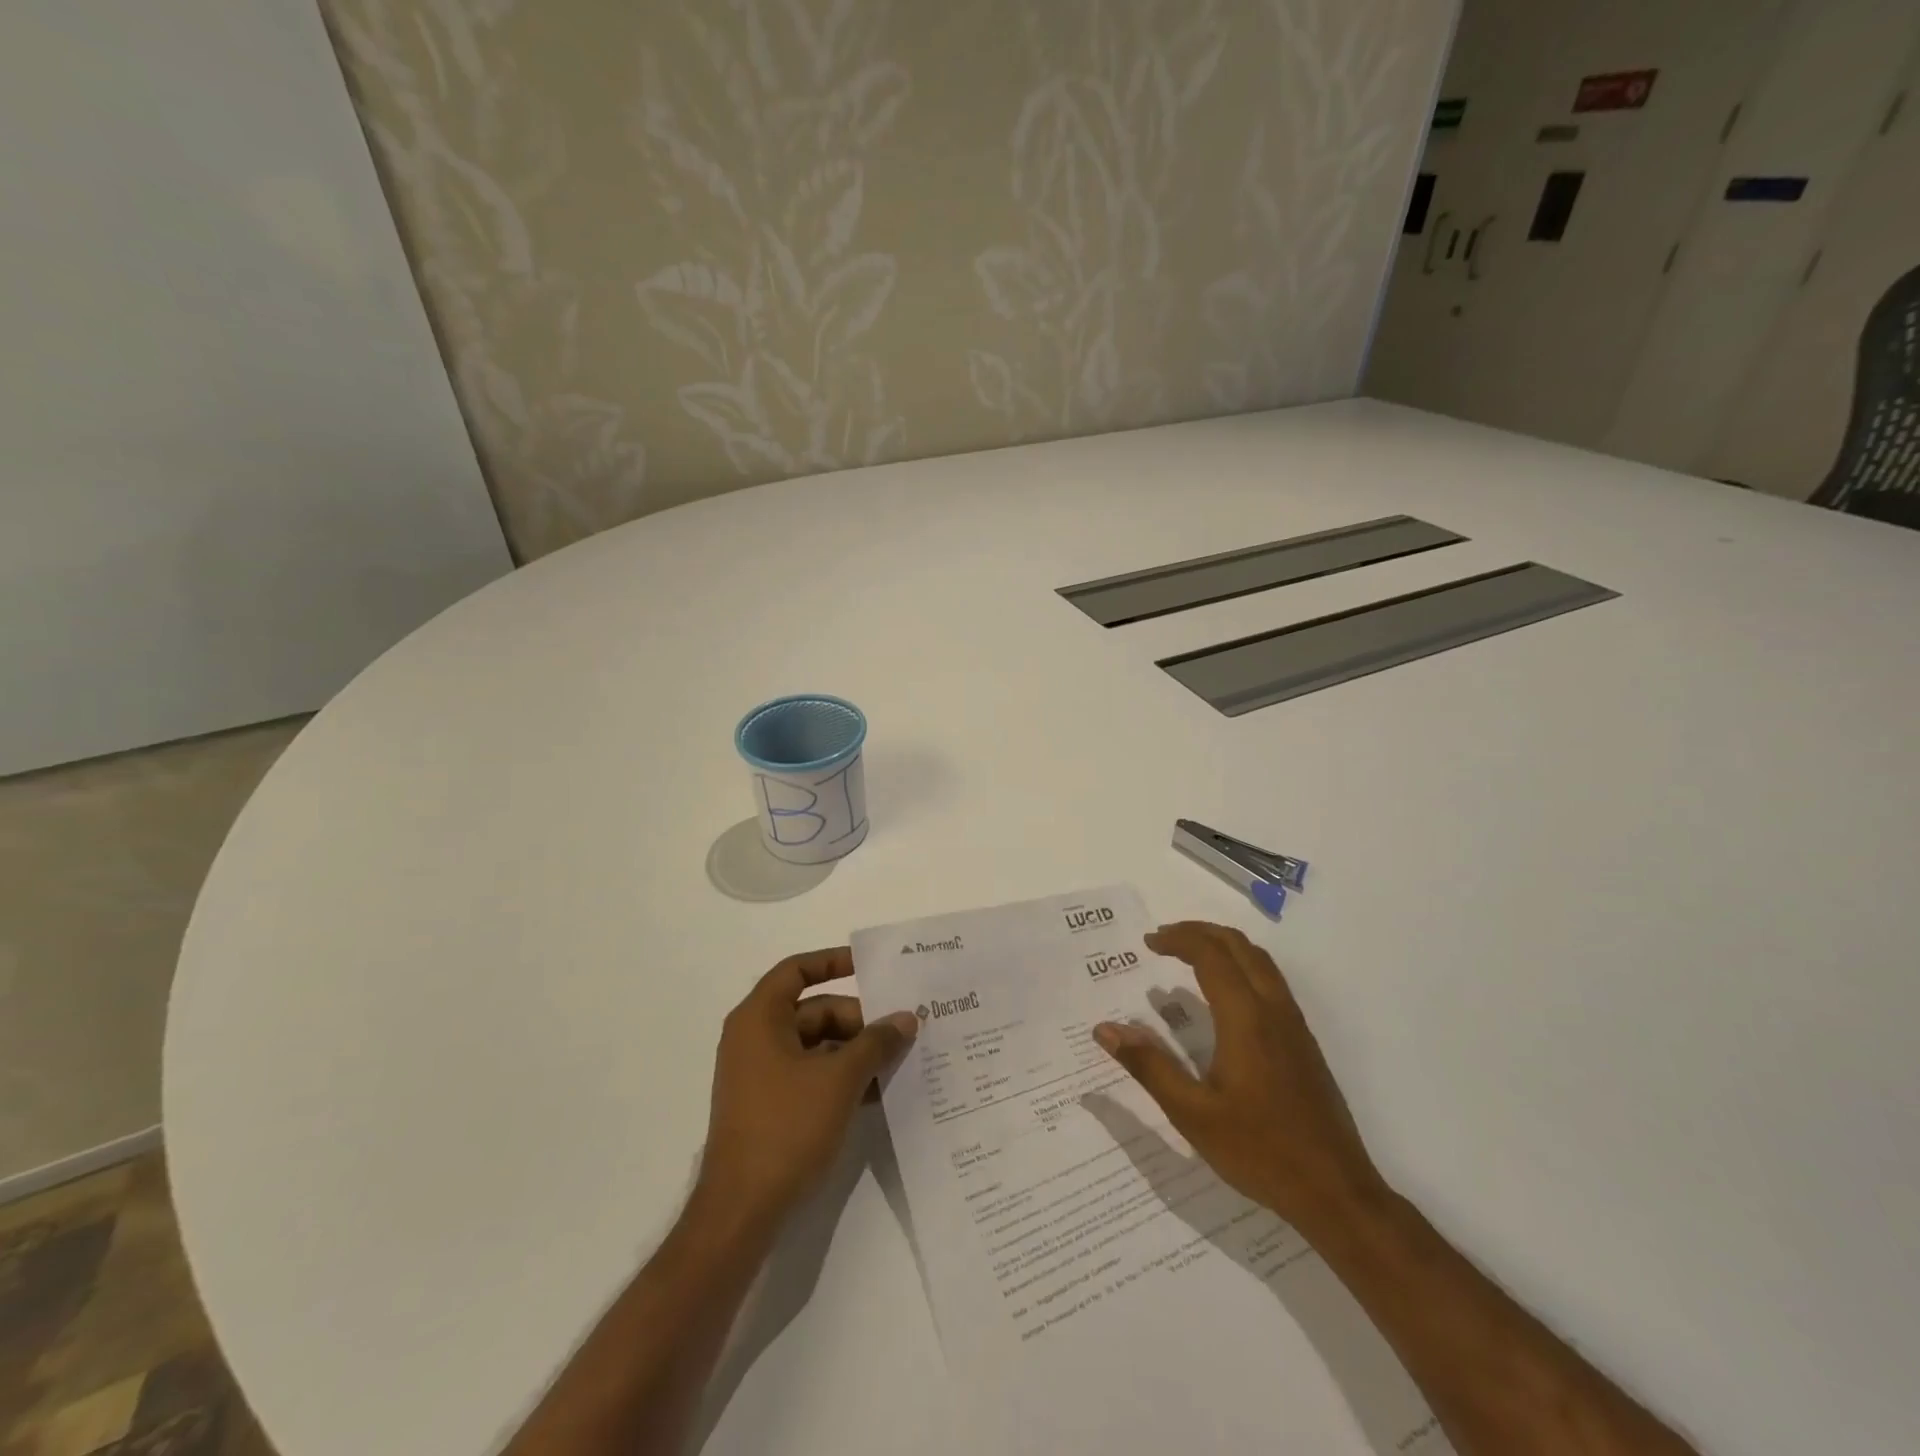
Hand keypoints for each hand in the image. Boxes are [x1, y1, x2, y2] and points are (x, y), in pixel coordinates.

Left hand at [699, 948, 917, 1220]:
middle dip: (858, 1021)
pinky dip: (840, 1078)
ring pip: (816, 1046)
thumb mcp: (840, 1079)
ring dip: (854, 1052)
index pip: (797, 970)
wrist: (741, 1212)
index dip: (833, 962)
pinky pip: (810, 1075)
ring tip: (897, 1064)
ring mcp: (759, 1075)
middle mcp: (755, 1038)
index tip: (871, 968)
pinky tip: (876, 1094)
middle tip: (901, 1033)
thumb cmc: (786, 1128)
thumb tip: (907, 1018)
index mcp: (759, 1019)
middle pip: (814, 1011)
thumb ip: (876, 1043)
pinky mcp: (768, 1107)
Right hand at [1094, 921, 1384, 1231]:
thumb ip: (1148, 1065)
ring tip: (1190, 956)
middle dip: (1199, 932)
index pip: (1209, 954)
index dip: (1177, 939)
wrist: (1336, 1192)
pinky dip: (1241, 966)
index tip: (1148, 942)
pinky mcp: (1304, 1042)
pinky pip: (1271, 981)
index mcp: (1245, 1018)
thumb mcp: (1192, 1113)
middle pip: (1238, 946)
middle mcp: (1273, 1009)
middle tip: (1164, 939)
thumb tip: (1104, 1030)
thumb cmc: (1259, 1151)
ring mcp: (1294, 1025)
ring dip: (1223, 946)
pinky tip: (1224, 997)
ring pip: (1259, 961)